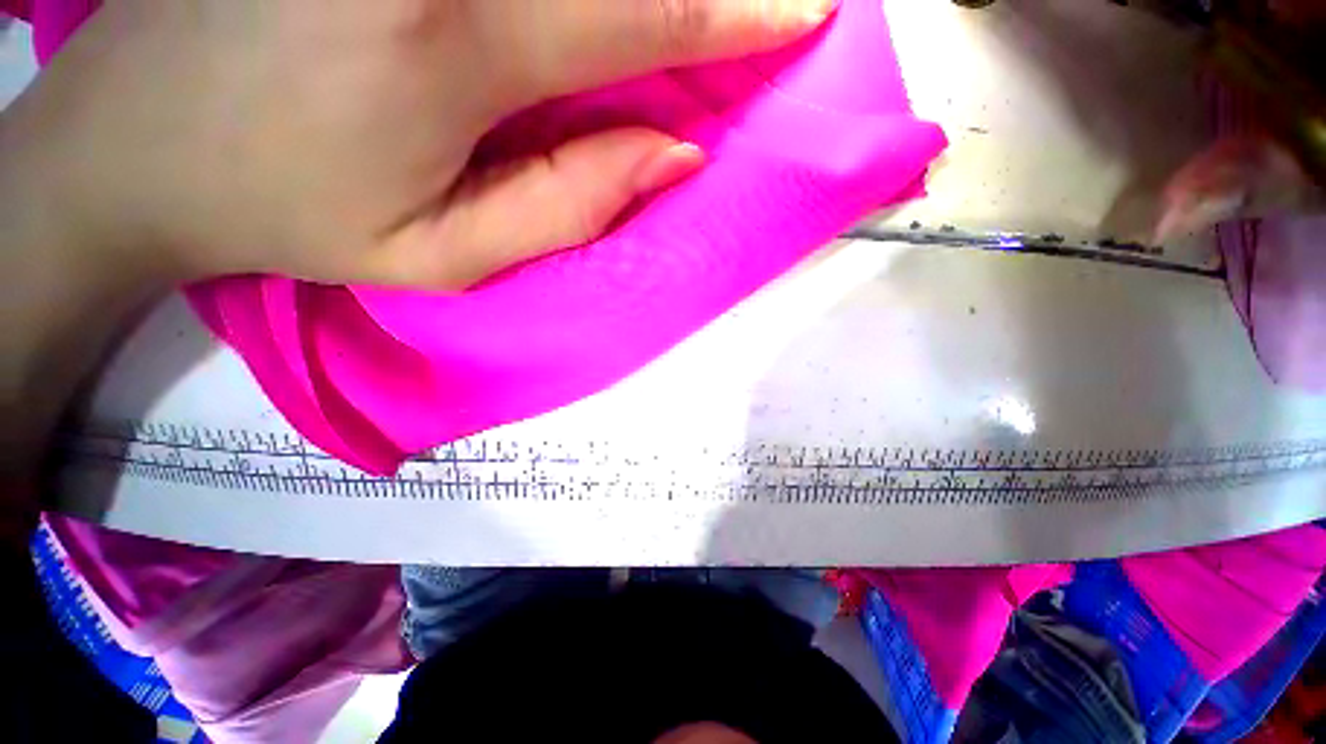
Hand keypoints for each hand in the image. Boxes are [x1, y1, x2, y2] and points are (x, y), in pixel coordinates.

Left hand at [21, 0, 835, 288]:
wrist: (134, 147)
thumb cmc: (285, 213)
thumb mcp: (446, 256)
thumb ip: (572, 206)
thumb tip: (672, 156)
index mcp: (457, 40)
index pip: (647, 14)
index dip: (737, 16)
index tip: (803, 12)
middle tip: (763, 6)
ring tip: (690, 11)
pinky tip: (587, 9)